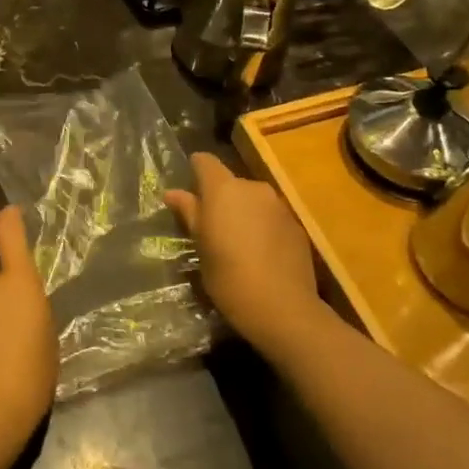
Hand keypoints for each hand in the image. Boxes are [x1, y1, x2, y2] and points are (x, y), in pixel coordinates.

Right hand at [167, 153, 330, 362]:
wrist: (282, 307)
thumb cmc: (228, 276)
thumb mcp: (201, 246)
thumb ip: (189, 213)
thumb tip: (172, 193)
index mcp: (223, 189)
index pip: (204, 161)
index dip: (195, 171)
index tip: (189, 191)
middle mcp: (252, 187)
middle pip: (230, 182)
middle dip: (220, 198)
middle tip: (210, 227)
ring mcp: (278, 205)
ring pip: (252, 199)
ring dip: (243, 212)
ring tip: (237, 243)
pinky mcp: (296, 224)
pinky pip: (271, 216)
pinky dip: (262, 226)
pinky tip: (260, 254)